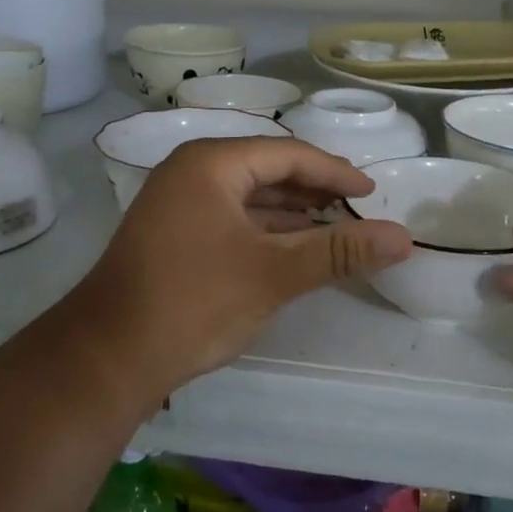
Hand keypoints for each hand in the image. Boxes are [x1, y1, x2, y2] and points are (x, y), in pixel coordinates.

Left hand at [50, 137, 412, 414]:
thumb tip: (403, 238)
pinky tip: (293, 246)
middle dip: (314, 189)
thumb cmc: (194, 302)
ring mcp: (177, 202)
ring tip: (335, 226)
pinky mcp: (173, 233)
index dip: (335, 172)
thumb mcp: (274, 274)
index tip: (371, 193)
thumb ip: (339, 251)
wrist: (108, 357)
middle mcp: (191, 171)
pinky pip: (232, 217)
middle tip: (357, 208)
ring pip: (249, 195)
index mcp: (211, 163)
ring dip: (292, 211)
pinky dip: (266, 229)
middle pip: (267, 169)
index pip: (288, 154)